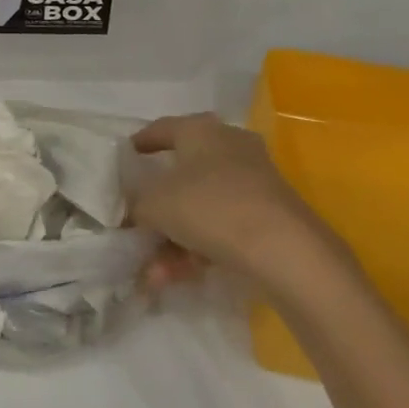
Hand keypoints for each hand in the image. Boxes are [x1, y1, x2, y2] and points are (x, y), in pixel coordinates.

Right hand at [128, 113, 350, 292]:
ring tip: (152, 275)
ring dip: (172, 240)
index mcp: (201, 130)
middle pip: (181, 174)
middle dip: (155, 208)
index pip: (162, 129)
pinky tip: (174, 278)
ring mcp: (252, 182)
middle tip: (134, 225)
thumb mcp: (155, 203)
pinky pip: (220, 228)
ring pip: (199, 208)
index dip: (139, 144)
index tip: (123, 159)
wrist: (285, 250)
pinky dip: (196, 250)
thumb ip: (135, 203)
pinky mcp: (267, 215)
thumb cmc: (211, 207)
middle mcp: (229, 148)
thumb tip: (132, 209)